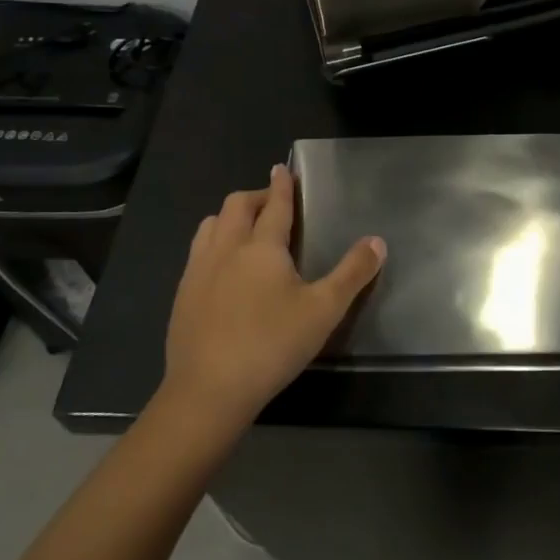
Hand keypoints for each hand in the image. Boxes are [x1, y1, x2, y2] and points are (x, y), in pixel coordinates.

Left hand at [160, 165, 384, 430]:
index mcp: (262, 246)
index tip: (282, 169)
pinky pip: (197, 252)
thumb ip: (353, 273)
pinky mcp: (182, 295)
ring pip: (211, 225)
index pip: (274, 204)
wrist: (208, 391)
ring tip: (244, 228)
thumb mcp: (324, 310)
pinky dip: (213, 243)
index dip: (282, 185)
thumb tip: (377, 241)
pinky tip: (221, 268)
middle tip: (271, 202)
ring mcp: (199, 270)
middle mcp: (227, 248)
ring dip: (230, 217)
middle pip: (237, 205)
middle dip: (256, 196)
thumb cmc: (272, 345)